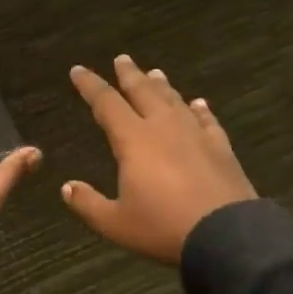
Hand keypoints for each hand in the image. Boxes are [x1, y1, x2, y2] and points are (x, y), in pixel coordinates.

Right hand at [62, 55, 256, 264]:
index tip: (78, 70)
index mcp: (133, 140)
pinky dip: (199, 109)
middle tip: (122, 58)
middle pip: (143, 92)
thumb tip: (67, 188)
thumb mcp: (116, 223)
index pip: (106, 103)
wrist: (226, 235)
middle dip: (129, 75)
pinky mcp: (220, 147)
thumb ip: (88, 204)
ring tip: (155, 73)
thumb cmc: (163, 227)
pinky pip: (207, 120)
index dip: (90, 85)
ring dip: (162, 86)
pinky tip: (198, 104)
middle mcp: (163, 127)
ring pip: (174, 101)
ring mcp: (195, 135)